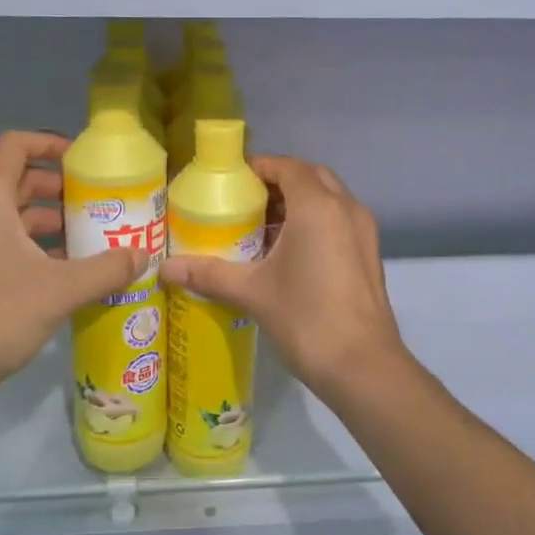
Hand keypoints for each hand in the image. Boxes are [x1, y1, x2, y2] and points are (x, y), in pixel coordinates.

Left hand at [0, 132, 143, 398]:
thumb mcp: (62, 288)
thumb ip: (107, 268)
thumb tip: (144, 256)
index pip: (16, 145)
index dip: (50, 142)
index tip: (84, 159)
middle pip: (23, 181)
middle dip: (62, 187)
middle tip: (101, 200)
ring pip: (20, 217)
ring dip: (56, 221)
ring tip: (96, 236)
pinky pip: (15, 245)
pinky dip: (44, 248)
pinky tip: (75, 271)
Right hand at [161, 156, 406, 397]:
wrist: (363, 367)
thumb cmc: (306, 318)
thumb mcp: (252, 292)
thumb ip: (208, 273)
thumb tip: (165, 268)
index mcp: (318, 206)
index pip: (288, 167)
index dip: (260, 168)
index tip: (233, 182)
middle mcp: (346, 209)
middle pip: (311, 177)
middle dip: (280, 182)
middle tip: (247, 203)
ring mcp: (363, 232)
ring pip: (329, 199)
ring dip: (299, 203)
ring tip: (263, 228)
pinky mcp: (370, 254)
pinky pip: (339, 221)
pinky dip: (316, 222)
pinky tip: (290, 253)